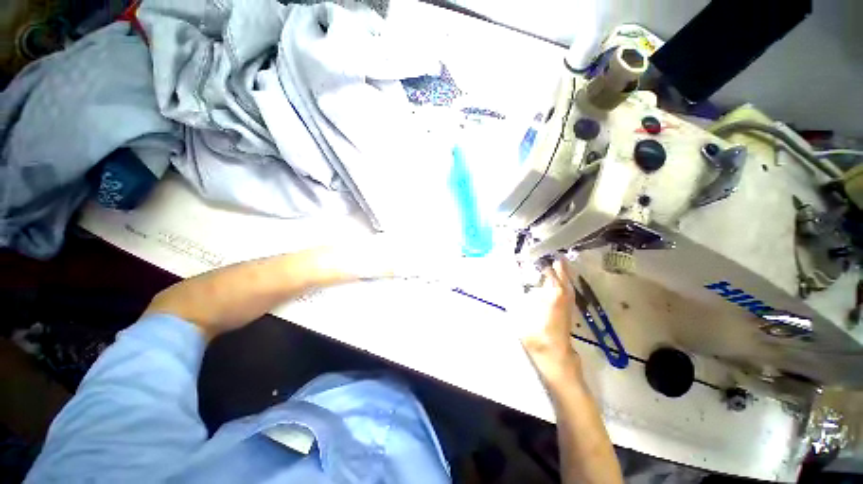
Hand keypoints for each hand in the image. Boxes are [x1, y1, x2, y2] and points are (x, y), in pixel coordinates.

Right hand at [516, 258, 582, 383]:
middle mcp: (563, 301)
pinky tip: (560, 285)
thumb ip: (517, 307)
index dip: (549, 269)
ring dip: (565, 276)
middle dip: (561, 268)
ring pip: (568, 287)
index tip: (544, 259)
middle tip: (557, 256)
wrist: (556, 359)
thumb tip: (509, 295)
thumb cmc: (539, 340)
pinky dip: (565, 285)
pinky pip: (568, 294)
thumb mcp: (524, 322)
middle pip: (564, 280)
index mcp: (553, 300)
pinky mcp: (567, 314)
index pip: (553, 279)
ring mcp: (567, 308)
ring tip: (560, 266)